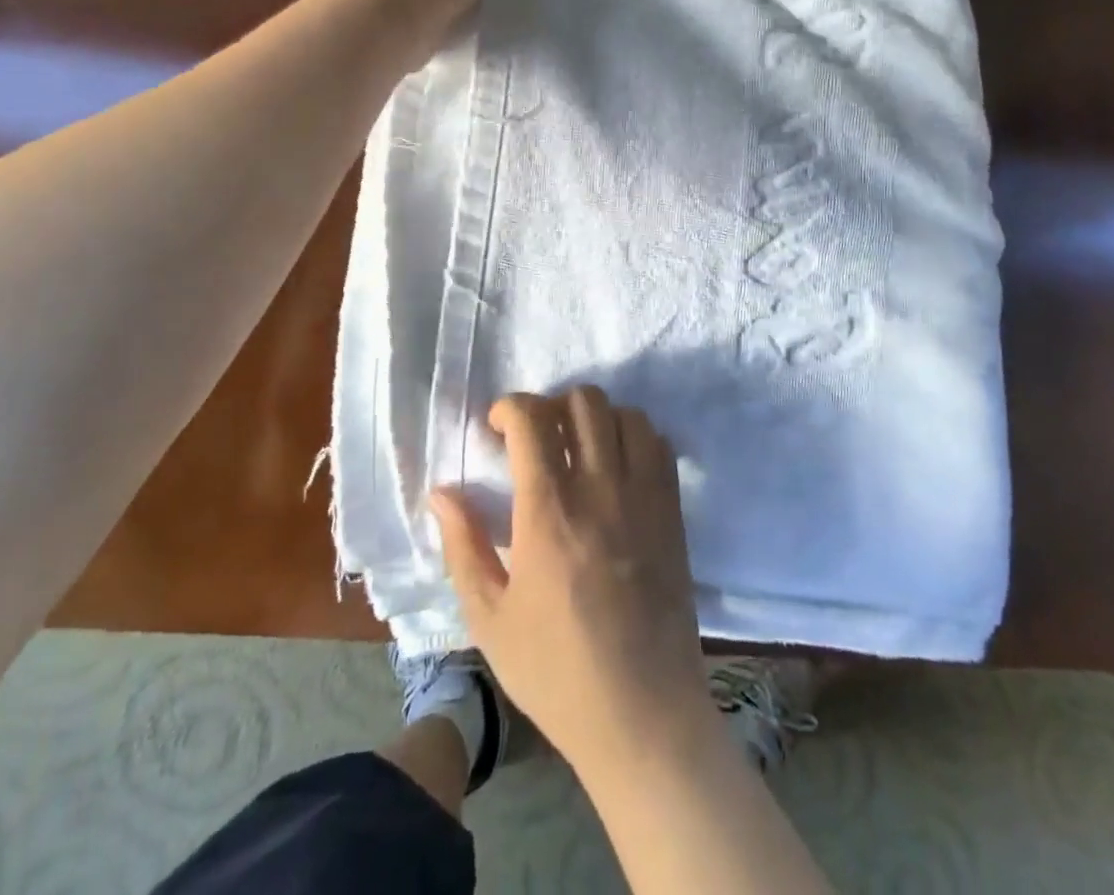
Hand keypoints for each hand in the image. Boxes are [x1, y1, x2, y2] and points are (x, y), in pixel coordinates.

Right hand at [431, 387, 713, 776]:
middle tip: (536, 438)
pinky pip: (658, 444)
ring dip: (595, 417)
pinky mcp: (673, 511)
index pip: (531, 419)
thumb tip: (441, 491)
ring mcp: (644, 496)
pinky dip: (635, 437)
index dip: (509, 407)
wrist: (643, 713)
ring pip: (624, 414)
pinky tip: (618, 467)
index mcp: (548, 511)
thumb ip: (463, 545)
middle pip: (582, 401)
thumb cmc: (556, 670)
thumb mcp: (489, 617)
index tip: (497, 428)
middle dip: (551, 405)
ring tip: (579, 448)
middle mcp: (599, 488)